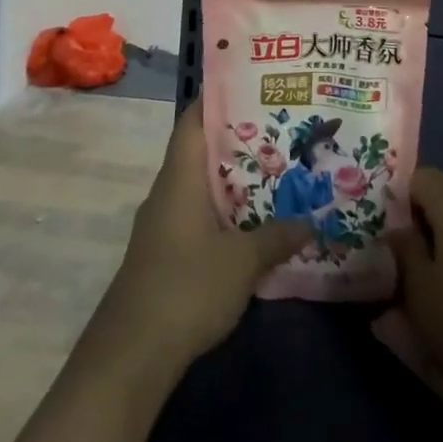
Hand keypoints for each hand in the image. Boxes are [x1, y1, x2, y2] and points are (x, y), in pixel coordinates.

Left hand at [92, 97, 310, 369]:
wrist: (132, 354)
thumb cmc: (186, 288)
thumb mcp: (242, 262)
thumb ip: (276, 237)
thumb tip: (310, 221)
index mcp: (180, 177)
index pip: (194, 120)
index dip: (219, 99)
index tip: (253, 88)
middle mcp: (168, 190)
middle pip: (202, 150)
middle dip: (239, 140)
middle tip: (282, 130)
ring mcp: (164, 222)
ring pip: (202, 185)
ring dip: (234, 179)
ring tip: (277, 171)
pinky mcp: (166, 251)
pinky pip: (199, 214)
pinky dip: (225, 210)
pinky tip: (254, 222)